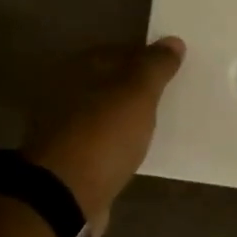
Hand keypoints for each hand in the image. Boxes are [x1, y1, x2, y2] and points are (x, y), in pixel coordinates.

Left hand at [22, 38, 185, 231]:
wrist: (64, 195)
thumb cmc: (103, 134)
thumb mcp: (138, 93)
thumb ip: (155, 66)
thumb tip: (173, 41)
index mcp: (78, 68)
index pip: (118, 51)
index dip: (146, 58)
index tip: (173, 70)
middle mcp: (64, 92)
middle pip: (108, 83)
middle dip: (135, 89)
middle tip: (169, 98)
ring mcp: (62, 128)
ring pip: (103, 114)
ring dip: (125, 118)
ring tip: (156, 125)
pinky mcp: (67, 160)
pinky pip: (100, 142)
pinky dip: (116, 143)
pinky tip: (135, 151)